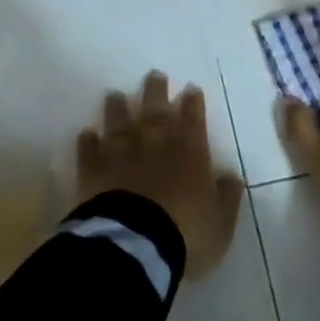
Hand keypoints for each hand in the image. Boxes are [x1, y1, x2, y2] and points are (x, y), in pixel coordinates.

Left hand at [77, 72, 243, 279]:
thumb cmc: (185, 234)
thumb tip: (232, 177)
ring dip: (118, 109)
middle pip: (156, 112)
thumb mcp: (220, 222)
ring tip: (115, 95)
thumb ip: (226, 197)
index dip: (193, 104)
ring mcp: (122, 156)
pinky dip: (88, 141)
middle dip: (156, 92)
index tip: (190, 88)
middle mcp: (156, 146)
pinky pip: (89, 151)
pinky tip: (86, 133)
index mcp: (190, 154)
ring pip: (120, 124)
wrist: (134, 245)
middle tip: (154, 75)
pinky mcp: (93, 172)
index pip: (193, 121)